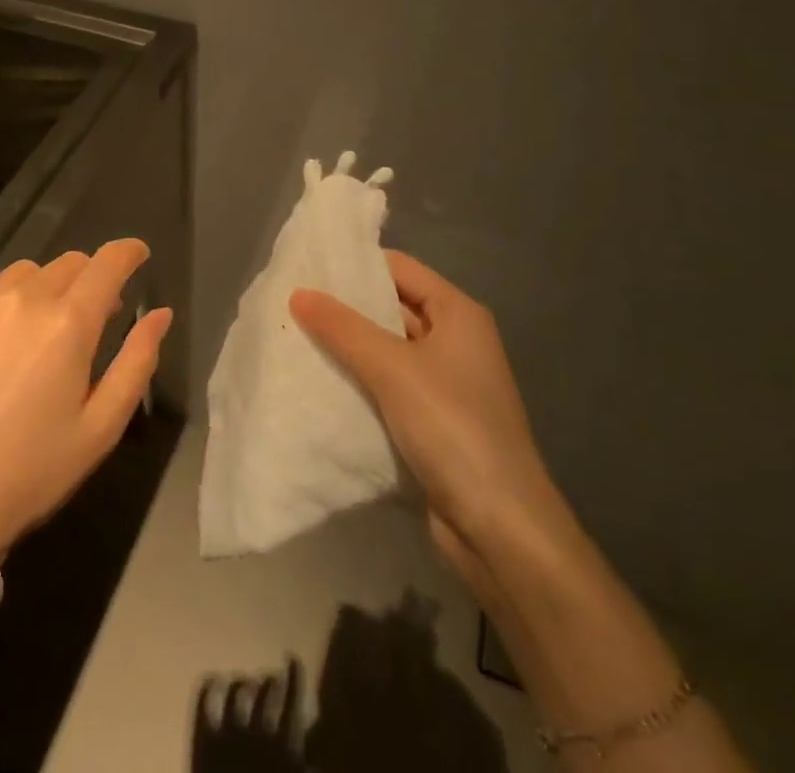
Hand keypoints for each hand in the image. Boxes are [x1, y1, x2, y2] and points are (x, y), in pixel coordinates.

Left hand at [0, 240, 171, 554]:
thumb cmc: (29, 472)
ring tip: (32, 332)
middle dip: (87, 281)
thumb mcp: (100, 427)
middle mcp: (22, 297)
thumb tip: (160, 313)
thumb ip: (137, 361)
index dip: (128, 253)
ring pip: (23, 272)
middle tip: (85, 319)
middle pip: (67, 263)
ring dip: (41, 290)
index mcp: (69, 322)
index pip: (108, 263)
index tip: (137, 256)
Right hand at [290, 251, 573, 591]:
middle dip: (346, 307)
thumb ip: (343, 328)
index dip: (357, 264)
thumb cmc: (453, 428)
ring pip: (387, 350)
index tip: (308, 266)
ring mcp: (445, 384)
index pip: (400, 268)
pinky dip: (358, 382)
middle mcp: (455, 341)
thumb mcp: (392, 369)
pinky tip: (319, 382)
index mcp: (458, 314)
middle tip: (293, 301)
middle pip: (393, 307)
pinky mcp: (433, 422)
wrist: (501, 530)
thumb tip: (298, 292)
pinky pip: (388, 387)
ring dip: (348, 347)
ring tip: (296, 336)